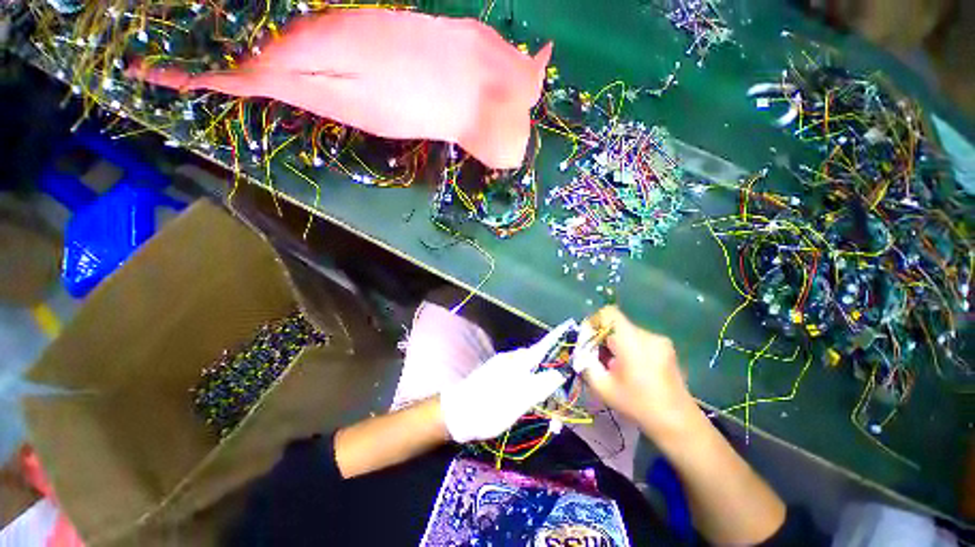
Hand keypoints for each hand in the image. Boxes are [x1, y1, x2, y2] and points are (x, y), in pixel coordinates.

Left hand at [440, 321, 572, 442]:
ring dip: (540, 378)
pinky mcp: (496, 375)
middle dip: (551, 367)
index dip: (556, 340)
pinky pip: (518, 375)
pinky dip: (528, 383)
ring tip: (549, 395)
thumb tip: (559, 373)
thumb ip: (538, 386)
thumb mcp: (517, 401)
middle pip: (536, 358)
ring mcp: (501, 367)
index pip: (542, 347)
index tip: (570, 330)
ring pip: (527, 368)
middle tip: (564, 380)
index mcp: (516, 362)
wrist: (455, 414)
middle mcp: (510, 360)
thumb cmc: (488, 408)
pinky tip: (529, 396)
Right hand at [574, 306, 697, 439]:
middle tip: (599, 360)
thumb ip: (586, 363)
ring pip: (627, 333)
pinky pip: (639, 340)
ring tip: (616, 368)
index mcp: (631, 340)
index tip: (590, 340)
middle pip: (616, 325)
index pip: (608, 313)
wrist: (679, 423)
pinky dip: (629, 349)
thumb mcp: (603, 387)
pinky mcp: (667, 348)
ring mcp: (660, 341)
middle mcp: (647, 335)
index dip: (594, 322)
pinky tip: (631, 370)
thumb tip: (581, 350)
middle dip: (603, 338)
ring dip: (616, 345)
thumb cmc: (638, 405)